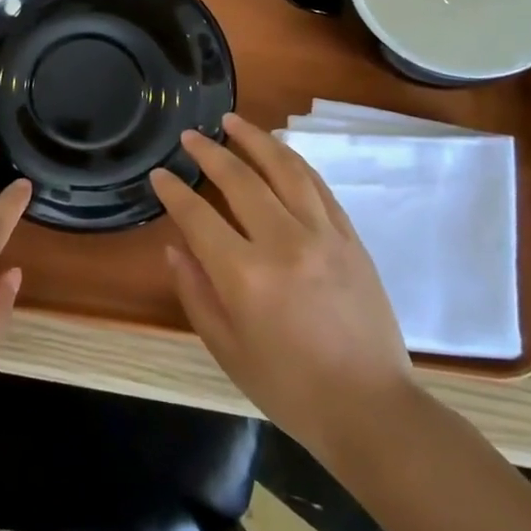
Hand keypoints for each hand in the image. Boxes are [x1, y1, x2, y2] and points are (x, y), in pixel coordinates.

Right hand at [148, 113, 413, 462]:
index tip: (159, 174)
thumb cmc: (289, 387)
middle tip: (190, 135)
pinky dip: (294, 163)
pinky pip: (318, 187)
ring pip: (285, 170)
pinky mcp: (350, 238)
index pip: (199, 216)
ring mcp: (323, 236)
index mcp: (245, 275)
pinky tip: (280, 152)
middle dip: (210, 152)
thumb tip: (176, 247)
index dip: (174, 191)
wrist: (370, 408)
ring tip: (234, 121)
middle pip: (240, 180)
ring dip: (256, 140)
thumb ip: (196, 293)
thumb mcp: (227, 349)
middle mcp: (284, 243)